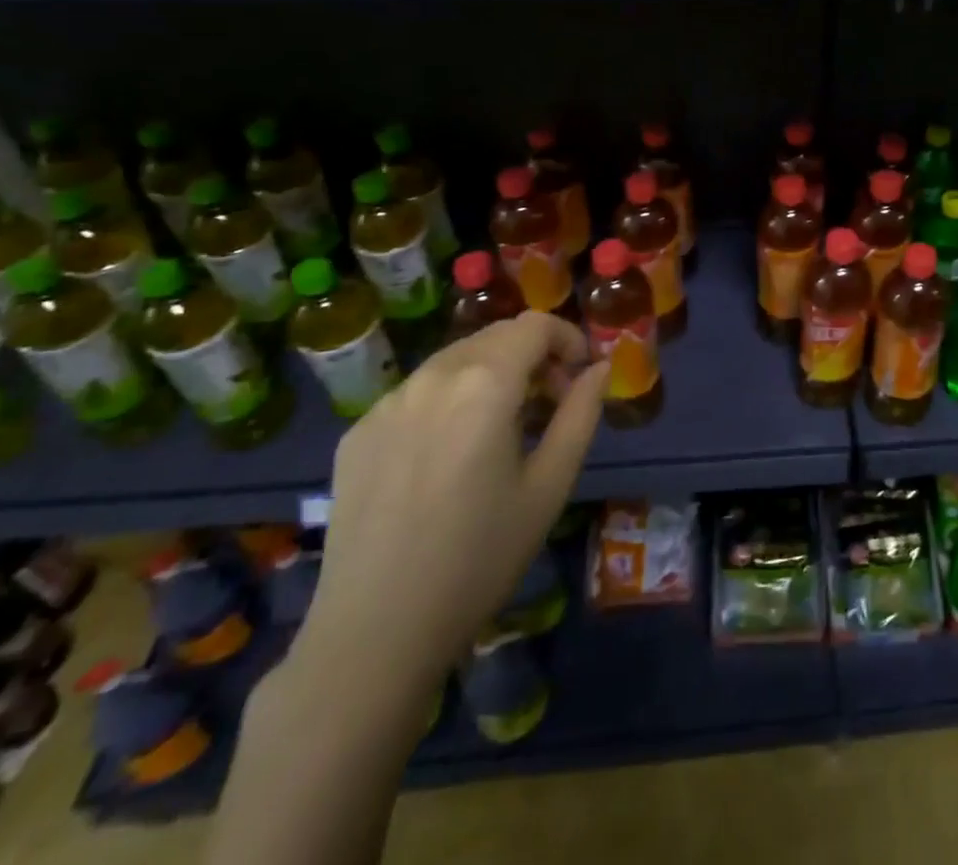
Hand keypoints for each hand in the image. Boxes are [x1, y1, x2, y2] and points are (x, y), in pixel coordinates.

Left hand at [298, 313, 608, 694]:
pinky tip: (449, 455)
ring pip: (454, 360)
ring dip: (490, 373)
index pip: (535, 325)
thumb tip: (600, 368)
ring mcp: (388, 403)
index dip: (567, 338)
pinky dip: (448, 399)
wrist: (375, 633)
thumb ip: (581, 414)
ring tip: (501, 428)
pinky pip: (416, 392)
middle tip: (549, 403)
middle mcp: (432, 377)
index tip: (579, 375)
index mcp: (485, 384)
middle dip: (532, 355)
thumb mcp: (550, 485)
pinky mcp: (357, 431)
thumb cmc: (480, 558)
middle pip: (495, 336)